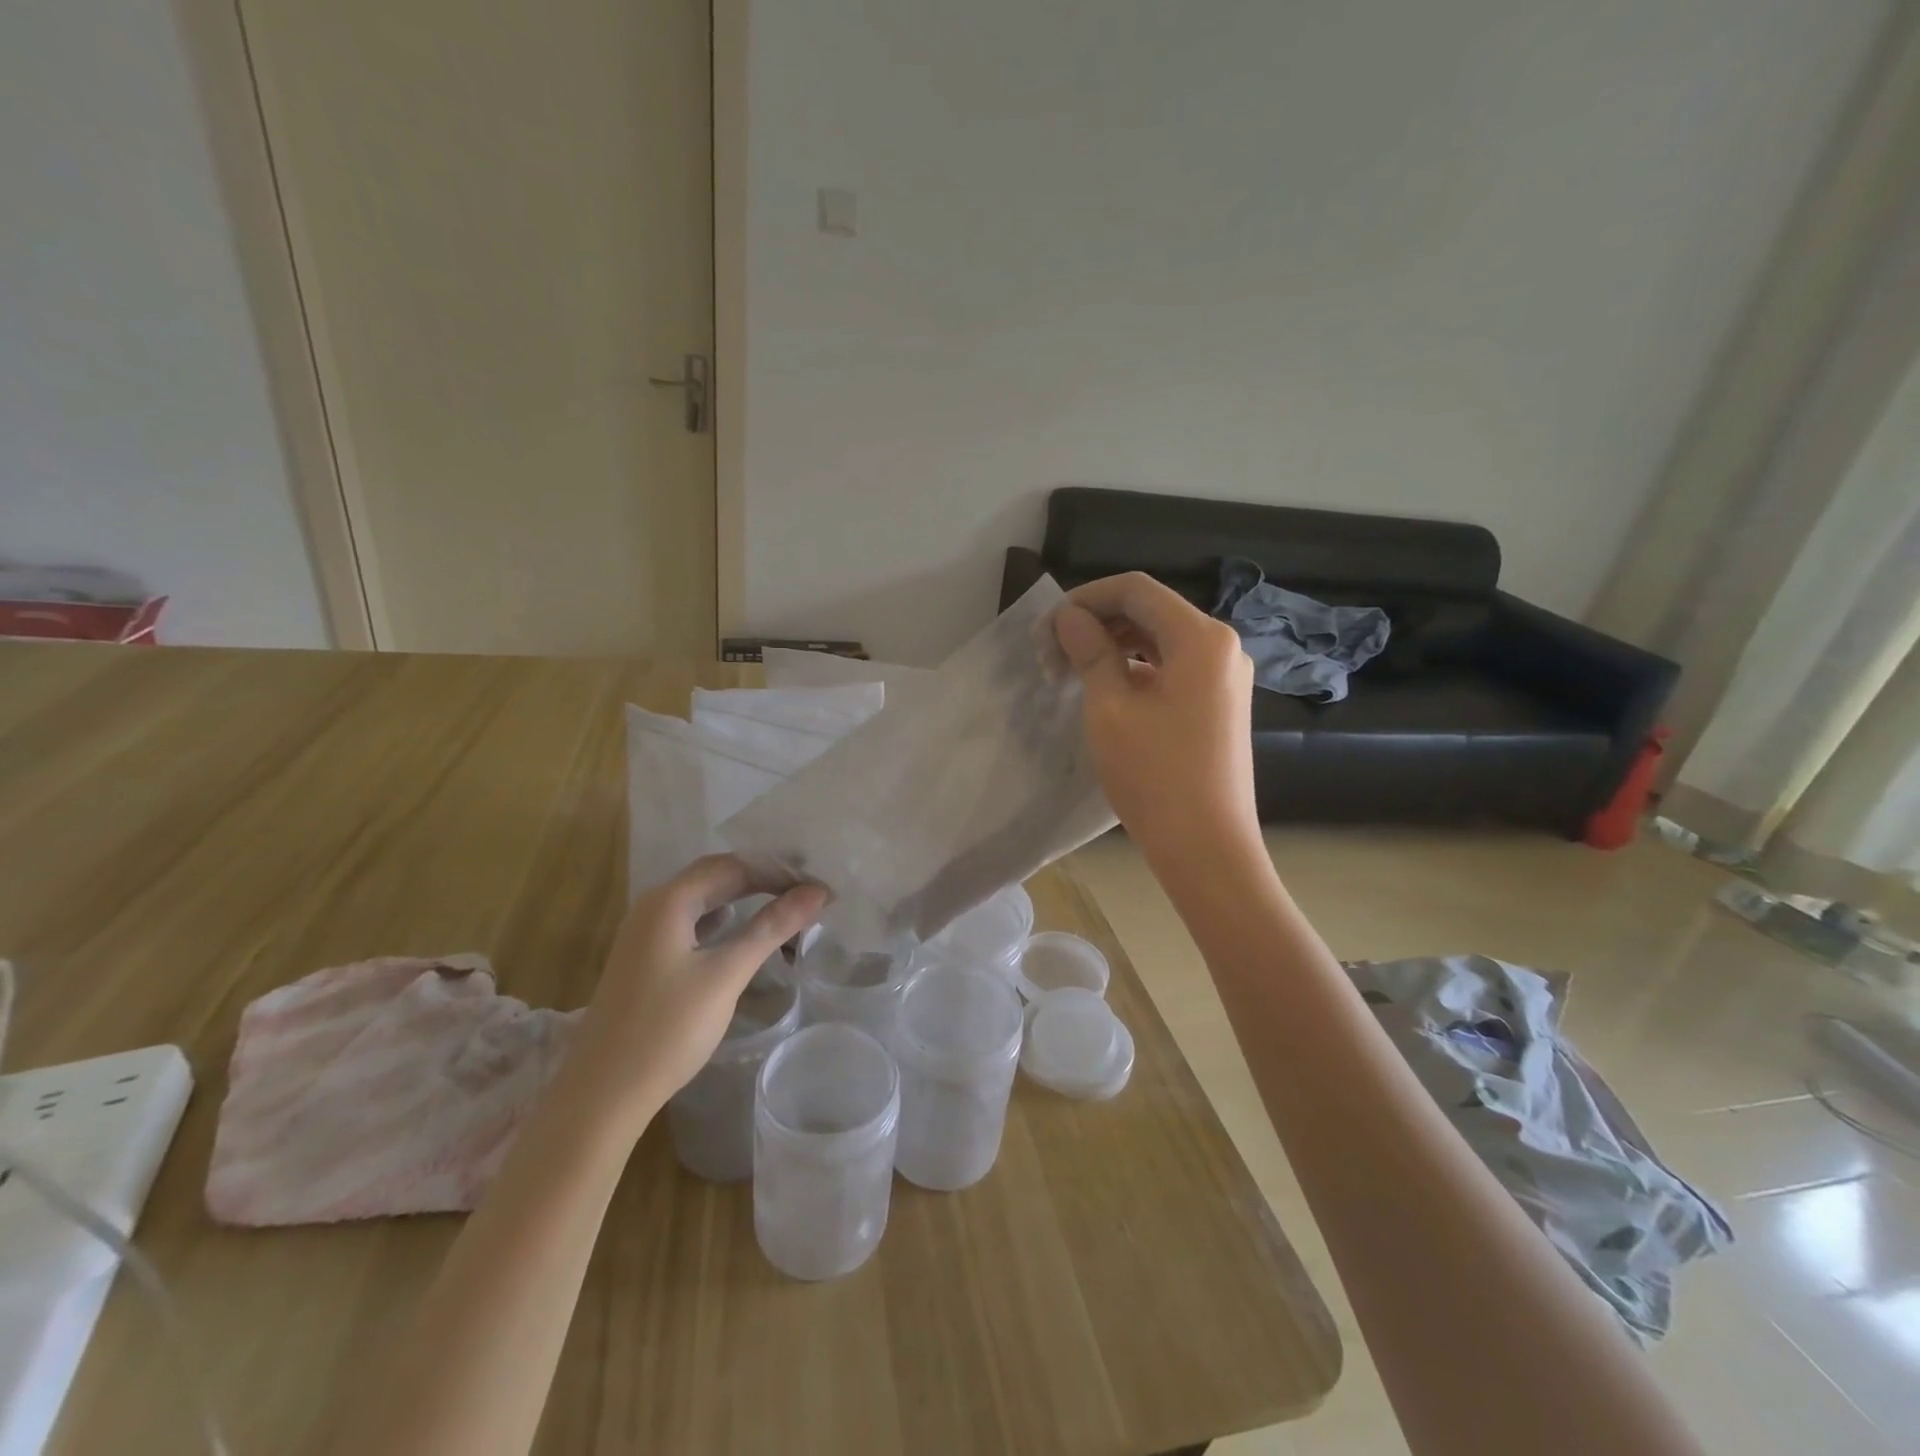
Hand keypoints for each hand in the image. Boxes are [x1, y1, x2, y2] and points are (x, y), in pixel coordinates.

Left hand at [569, 855, 827, 1130]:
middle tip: (809, 894)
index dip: (779, 871)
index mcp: (669, 901)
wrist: (601, 1096)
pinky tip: (742, 934)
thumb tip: (817, 891)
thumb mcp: (725, 975)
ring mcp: (645, 934)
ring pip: (705, 900)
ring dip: (745, 899)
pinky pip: (693, 923)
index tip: (819, 888)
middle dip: (764, 880)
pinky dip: (725, 921)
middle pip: (717, 876)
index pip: (734, 865)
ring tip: (786, 907)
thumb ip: (771, 928)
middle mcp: (653, 907)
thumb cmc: (666, 1030)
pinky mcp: (646, 959)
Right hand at [1054, 572, 1260, 857]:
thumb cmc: (1155, 776)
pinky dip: (1136, 669)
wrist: (1207, 848)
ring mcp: (1225, 677)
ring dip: (1114, 647)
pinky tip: (1105, 688)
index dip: (1086, 597)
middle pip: (1150, 612)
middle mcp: (1221, 647)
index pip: (1136, 591)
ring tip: (1070, 671)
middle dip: (1097, 623)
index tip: (1047, 624)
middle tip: (1050, 652)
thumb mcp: (1110, 709)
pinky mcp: (1220, 704)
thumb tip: (1069, 618)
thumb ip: (1090, 652)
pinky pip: (1174, 668)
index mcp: (1201, 638)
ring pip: (1161, 640)